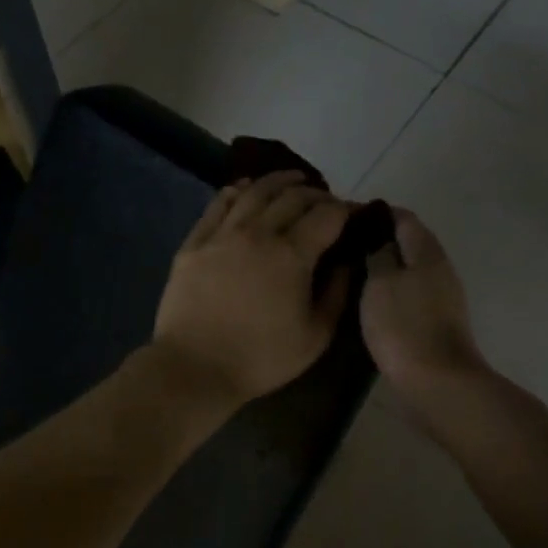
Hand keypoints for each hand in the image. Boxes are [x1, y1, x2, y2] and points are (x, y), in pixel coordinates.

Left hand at [152, 172, 352, 407]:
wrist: (194, 367)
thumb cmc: (261, 358)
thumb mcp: (315, 336)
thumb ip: (336, 294)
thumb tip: (346, 263)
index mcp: (292, 255)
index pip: (326, 215)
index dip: (345, 209)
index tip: (353, 213)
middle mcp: (258, 233)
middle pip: (292, 196)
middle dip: (315, 193)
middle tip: (325, 200)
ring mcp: (223, 234)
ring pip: (254, 192)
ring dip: (278, 181)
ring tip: (292, 179)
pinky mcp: (195, 242)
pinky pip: (217, 204)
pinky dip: (236, 190)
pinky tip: (244, 188)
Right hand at [360, 208, 485, 393]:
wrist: (438, 383)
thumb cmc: (404, 326)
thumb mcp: (380, 283)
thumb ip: (379, 254)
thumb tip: (379, 239)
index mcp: (427, 251)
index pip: (402, 216)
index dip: (375, 213)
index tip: (345, 218)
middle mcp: (440, 267)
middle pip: (408, 241)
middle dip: (378, 239)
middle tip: (343, 245)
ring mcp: (442, 295)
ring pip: (409, 268)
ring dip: (384, 266)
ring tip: (351, 270)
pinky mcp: (437, 320)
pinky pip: (410, 292)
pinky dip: (391, 289)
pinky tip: (370, 299)